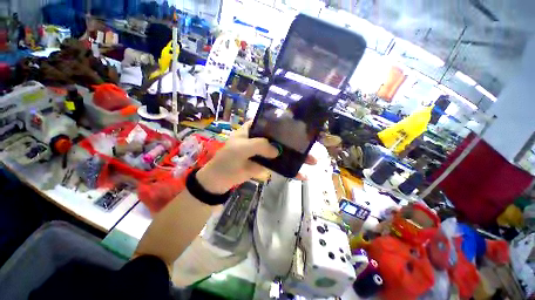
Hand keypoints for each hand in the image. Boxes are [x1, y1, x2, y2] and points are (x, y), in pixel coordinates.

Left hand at [196, 121, 316, 193]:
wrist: (220, 179)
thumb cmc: (227, 159)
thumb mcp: (240, 148)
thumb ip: (259, 146)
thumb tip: (278, 150)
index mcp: (254, 129)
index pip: (271, 121)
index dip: (285, 122)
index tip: (301, 124)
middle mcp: (261, 138)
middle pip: (281, 137)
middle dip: (296, 141)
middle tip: (312, 145)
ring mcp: (265, 151)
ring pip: (282, 151)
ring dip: (296, 156)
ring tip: (313, 161)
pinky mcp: (266, 163)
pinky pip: (280, 165)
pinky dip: (289, 169)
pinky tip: (301, 174)